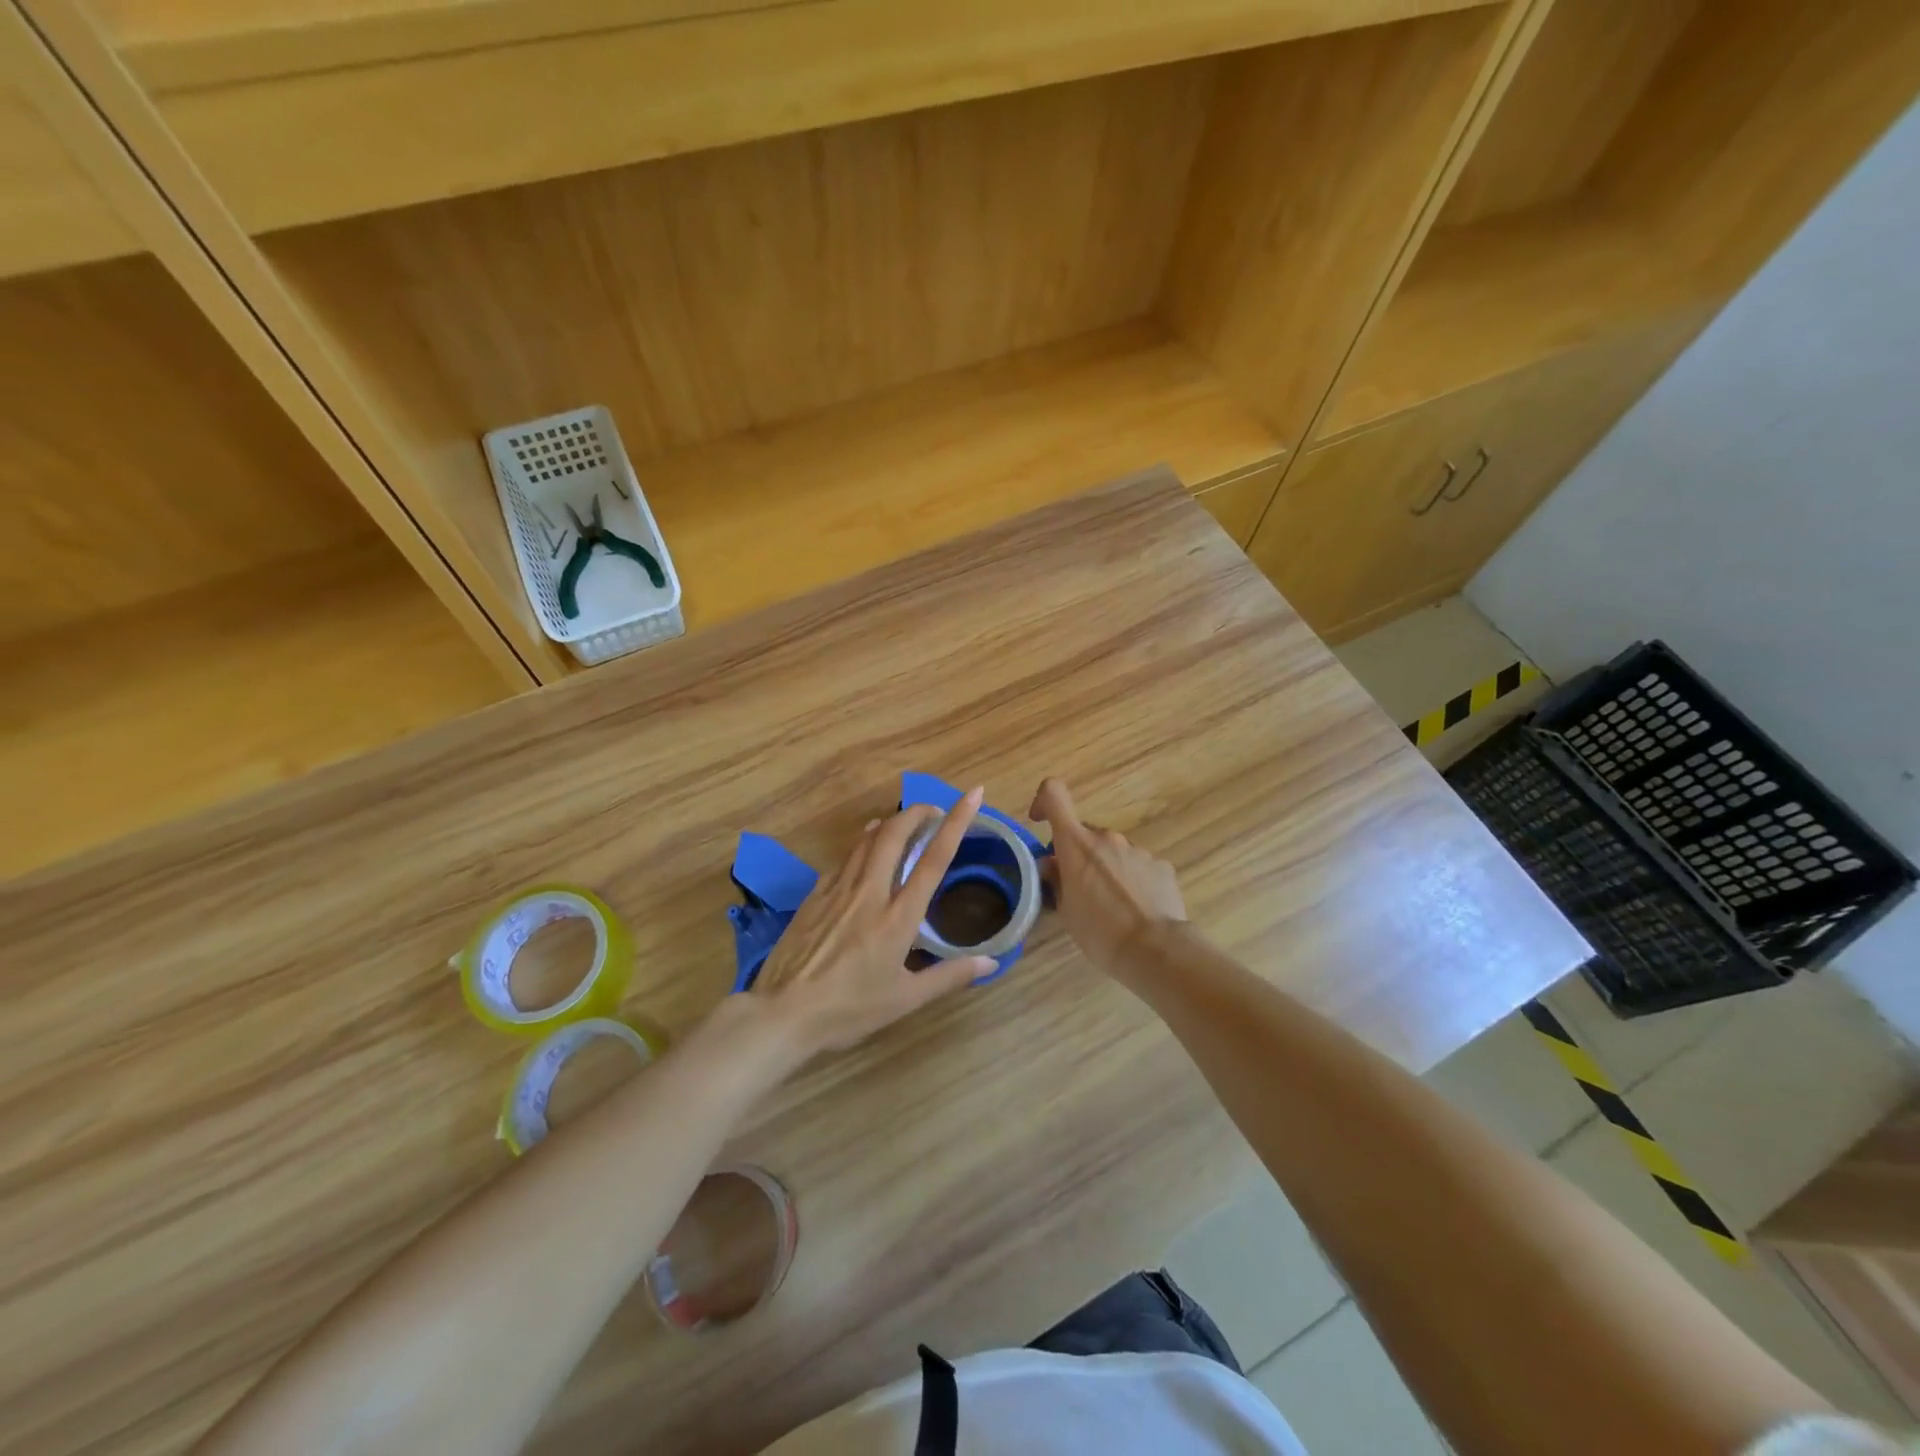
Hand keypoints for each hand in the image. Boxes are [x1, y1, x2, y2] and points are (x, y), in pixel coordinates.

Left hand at [751, 790, 996, 1055]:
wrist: (783, 1013)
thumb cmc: (849, 1009)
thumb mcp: (905, 1000)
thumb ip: (949, 976)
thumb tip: (991, 964)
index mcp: (898, 916)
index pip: (934, 859)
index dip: (956, 822)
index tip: (971, 795)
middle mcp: (870, 892)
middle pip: (894, 834)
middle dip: (916, 812)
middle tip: (933, 809)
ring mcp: (837, 890)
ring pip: (865, 841)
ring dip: (888, 825)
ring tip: (901, 824)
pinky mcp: (814, 896)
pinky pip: (843, 860)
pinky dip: (861, 847)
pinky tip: (862, 855)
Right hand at [1029, 778, 1185, 979]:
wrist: (1156, 950)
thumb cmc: (1100, 932)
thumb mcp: (1066, 912)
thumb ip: (1057, 881)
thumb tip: (1052, 864)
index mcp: (1076, 844)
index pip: (1053, 795)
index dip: (1043, 802)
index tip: (1040, 822)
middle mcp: (1107, 838)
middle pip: (1085, 835)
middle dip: (1079, 856)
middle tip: (1078, 890)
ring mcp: (1137, 850)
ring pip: (1113, 852)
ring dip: (1107, 870)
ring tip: (1112, 908)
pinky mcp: (1161, 866)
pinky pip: (1138, 866)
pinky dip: (1132, 881)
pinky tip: (1136, 910)